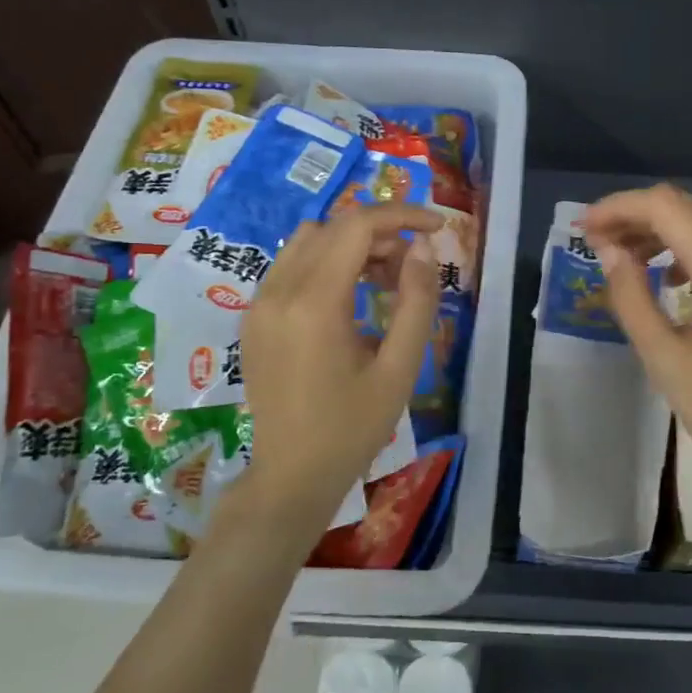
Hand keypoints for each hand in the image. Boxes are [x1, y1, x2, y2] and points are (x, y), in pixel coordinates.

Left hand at [237, 205, 441, 533]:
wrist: (291, 477)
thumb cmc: (352, 429)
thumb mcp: (399, 369)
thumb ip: (417, 302)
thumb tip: (424, 247)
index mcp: (314, 304)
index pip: (357, 226)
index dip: (402, 215)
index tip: (438, 227)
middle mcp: (278, 292)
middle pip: (333, 227)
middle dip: (381, 232)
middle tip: (414, 265)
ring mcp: (259, 303)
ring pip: (309, 240)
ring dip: (352, 244)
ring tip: (386, 279)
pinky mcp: (253, 317)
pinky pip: (292, 265)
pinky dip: (327, 262)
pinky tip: (352, 296)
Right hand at [583, 185, 691, 537]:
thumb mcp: (665, 360)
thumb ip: (631, 296)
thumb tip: (609, 252)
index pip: (666, 207)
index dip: (618, 208)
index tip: (585, 229)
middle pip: (690, 208)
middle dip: (639, 218)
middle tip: (600, 245)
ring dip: (669, 231)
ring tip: (632, 260)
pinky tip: (678, 276)